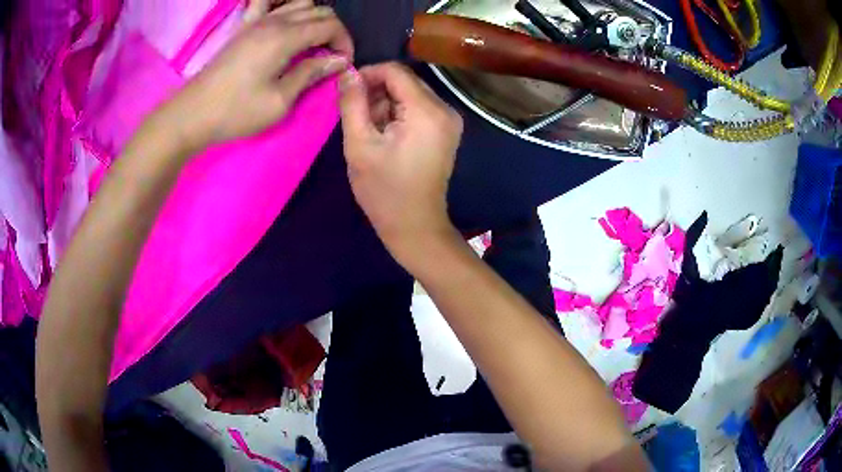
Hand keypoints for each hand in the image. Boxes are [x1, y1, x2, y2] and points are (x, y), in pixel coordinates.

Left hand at [163, 0, 353, 148]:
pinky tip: (285, 20)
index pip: (330, 25)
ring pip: (300, 4)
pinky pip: (270, 3)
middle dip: (333, 30)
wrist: (193, 114)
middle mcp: (275, 21)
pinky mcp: (245, 27)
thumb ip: (310, 74)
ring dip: (314, 19)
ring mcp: (257, 21)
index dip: (344, 42)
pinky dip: (285, 5)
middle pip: (319, 11)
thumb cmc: (236, 112)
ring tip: (313, 43)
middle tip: (331, 57)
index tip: (342, 64)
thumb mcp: (279, 101)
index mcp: (285, 37)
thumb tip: (338, 60)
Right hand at [339, 63, 463, 270]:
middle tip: (358, 119)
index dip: (368, 74)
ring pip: (410, 93)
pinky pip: (418, 108)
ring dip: (386, 105)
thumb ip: (352, 104)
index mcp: (427, 111)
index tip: (347, 93)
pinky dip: (398, 114)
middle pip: (404, 81)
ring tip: (371, 133)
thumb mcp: (359, 145)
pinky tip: (387, 136)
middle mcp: (445, 109)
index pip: (395, 71)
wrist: (415, 225)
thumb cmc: (384, 190)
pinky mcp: (446, 130)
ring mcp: (449, 120)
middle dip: (376, 92)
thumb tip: (348, 73)